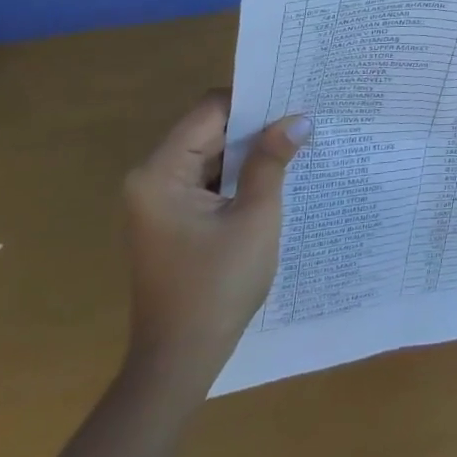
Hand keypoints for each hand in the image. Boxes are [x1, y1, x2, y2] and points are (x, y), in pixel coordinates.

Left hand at [121, 92, 310, 397]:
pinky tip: (276, 174)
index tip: (294, 96)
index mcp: (161, 173)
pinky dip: (240, 174)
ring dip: (250, 150)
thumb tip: (299, 119)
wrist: (180, 360)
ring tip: (298, 139)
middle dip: (256, 125)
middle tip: (304, 116)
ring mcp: (160, 201)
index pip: (209, 111)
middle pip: (209, 129)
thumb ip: (272, 161)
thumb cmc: (217, 285)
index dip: (253, 100)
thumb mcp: (255, 217)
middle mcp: (152, 179)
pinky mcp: (173, 219)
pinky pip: (209, 179)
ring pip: (212, 154)